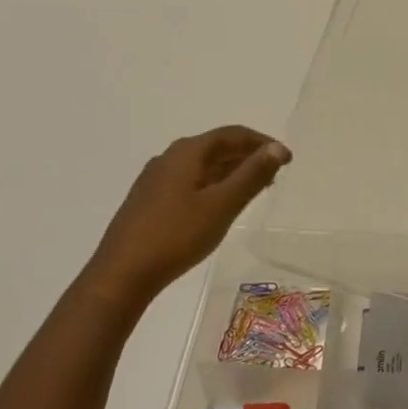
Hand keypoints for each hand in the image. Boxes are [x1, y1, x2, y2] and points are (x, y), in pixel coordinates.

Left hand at [82, 126, 290, 308]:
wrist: (121, 274)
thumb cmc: (176, 236)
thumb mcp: (222, 205)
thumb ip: (251, 175)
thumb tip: (276, 147)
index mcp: (187, 152)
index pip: (232, 134)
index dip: (261, 142)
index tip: (286, 158)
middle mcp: (169, 157)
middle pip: (216, 147)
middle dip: (247, 156)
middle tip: (274, 174)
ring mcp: (155, 179)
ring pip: (201, 166)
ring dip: (230, 172)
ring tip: (254, 189)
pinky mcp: (148, 200)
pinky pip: (189, 181)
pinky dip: (212, 185)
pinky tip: (219, 206)